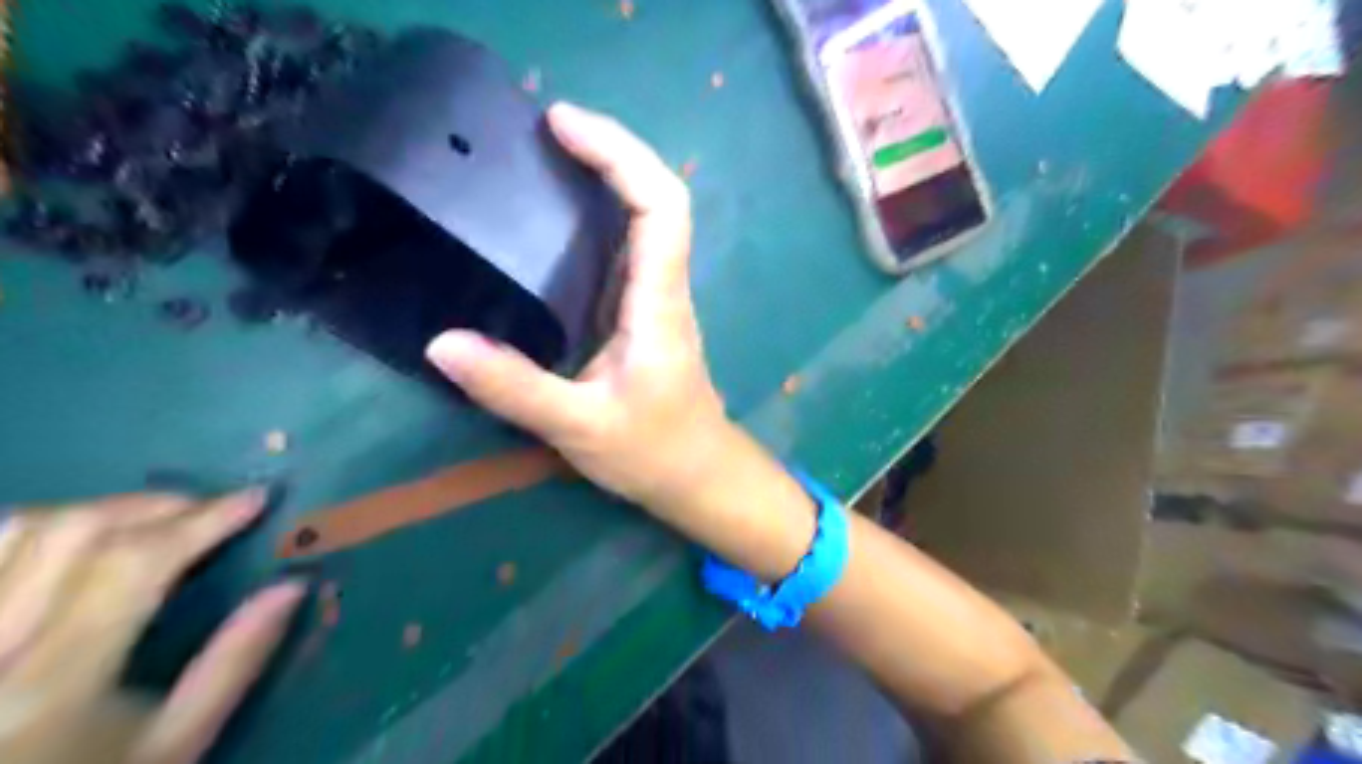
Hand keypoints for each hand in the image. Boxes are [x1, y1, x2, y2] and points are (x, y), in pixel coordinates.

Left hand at [1, 489, 299, 762]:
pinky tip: (77, 541)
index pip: (133, 563)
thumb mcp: (176, 746)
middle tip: (206, 510)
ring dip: (96, 511)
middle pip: (71, 533)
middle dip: (154, 506)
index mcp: (54, 684)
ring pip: (14, 532)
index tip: (254, 499)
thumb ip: (233, 662)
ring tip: (148, 522)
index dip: (201, 520)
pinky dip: (35, 531)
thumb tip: (293, 584)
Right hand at [427, 99, 733, 506]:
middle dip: (612, 150)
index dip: (620, 155)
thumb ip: (515, 389)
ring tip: (546, 155)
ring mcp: (658, 299)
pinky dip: (601, 215)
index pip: (660, 208)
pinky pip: (630, 248)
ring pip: (648, 219)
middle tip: (546, 128)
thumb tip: (441, 344)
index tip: (562, 126)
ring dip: (609, 176)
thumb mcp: (579, 427)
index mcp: (657, 306)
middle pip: (660, 198)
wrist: (699, 475)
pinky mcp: (645, 313)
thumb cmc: (652, 452)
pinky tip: (558, 217)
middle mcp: (665, 289)